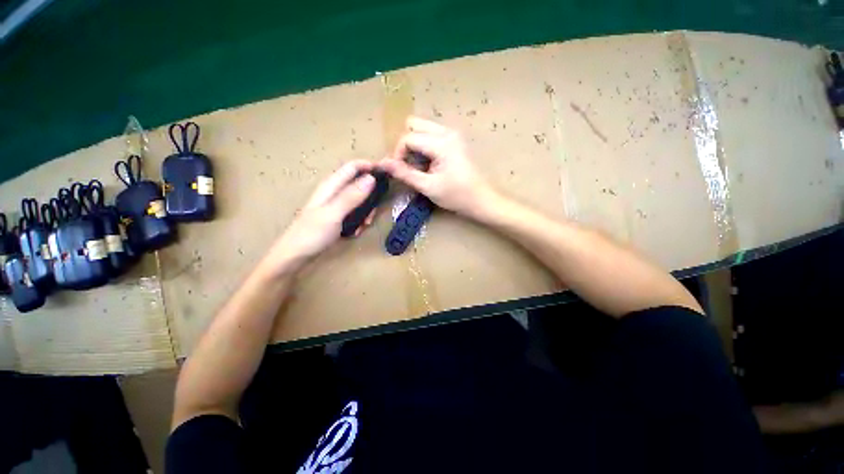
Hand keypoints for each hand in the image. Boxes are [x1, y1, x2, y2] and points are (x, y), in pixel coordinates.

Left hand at [267, 160, 376, 272]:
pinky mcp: (337, 215)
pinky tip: (357, 231)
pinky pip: (355, 212)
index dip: (370, 166)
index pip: (353, 166)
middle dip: (371, 195)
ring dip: (366, 211)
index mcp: (331, 185)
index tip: (387, 175)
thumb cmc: (311, 234)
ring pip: (359, 199)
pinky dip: (360, 219)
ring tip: (365, 224)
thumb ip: (351, 196)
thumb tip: (371, 178)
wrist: (294, 255)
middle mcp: (334, 191)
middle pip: (359, 183)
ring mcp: (336, 204)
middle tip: (374, 212)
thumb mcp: (333, 214)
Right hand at [379, 116, 496, 217]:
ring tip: (419, 166)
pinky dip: (424, 146)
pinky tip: (429, 164)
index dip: (398, 154)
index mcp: (441, 142)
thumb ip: (404, 173)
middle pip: (414, 124)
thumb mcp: (428, 186)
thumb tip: (382, 163)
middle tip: (408, 165)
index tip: (399, 171)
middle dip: (405, 144)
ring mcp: (452, 134)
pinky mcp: (455, 140)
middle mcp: (447, 131)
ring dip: (415, 145)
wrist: (481, 199)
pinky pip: (432, 135)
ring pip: (422, 128)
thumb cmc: (456, 196)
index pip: (408, 137)